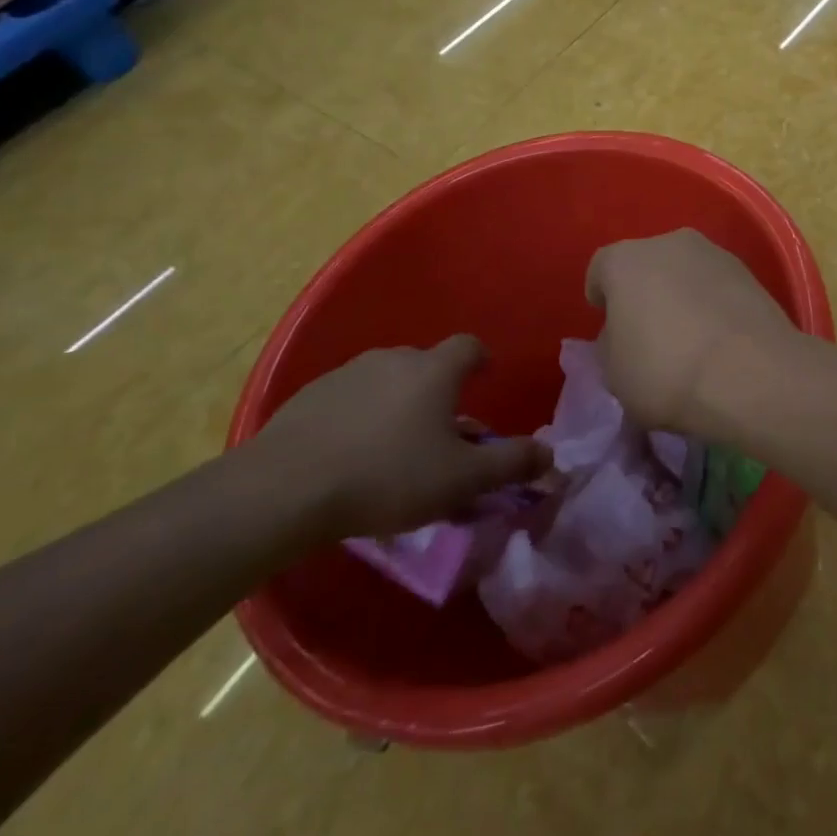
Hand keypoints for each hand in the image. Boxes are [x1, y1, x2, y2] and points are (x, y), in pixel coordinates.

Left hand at [257, 337, 548, 538]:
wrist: (285, 489)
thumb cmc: (388, 477)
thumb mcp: (461, 479)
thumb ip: (510, 464)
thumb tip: (551, 456)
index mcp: (435, 370)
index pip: (469, 347)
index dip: (480, 360)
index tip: (483, 378)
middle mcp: (394, 359)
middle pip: (426, 366)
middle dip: (438, 393)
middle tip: (438, 435)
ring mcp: (347, 374)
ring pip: (386, 382)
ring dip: (397, 405)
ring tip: (392, 450)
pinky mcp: (309, 396)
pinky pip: (348, 400)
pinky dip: (357, 418)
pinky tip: (348, 456)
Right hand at [586, 229, 801, 435]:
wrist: (751, 374)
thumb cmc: (665, 372)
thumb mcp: (614, 374)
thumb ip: (611, 344)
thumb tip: (624, 334)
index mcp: (625, 260)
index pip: (601, 269)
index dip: (601, 296)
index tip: (607, 322)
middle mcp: (668, 243)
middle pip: (646, 264)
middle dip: (644, 291)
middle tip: (647, 331)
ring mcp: (713, 253)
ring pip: (684, 271)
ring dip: (681, 294)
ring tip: (688, 336)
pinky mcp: (749, 272)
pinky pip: (716, 286)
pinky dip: (712, 303)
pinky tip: (717, 338)